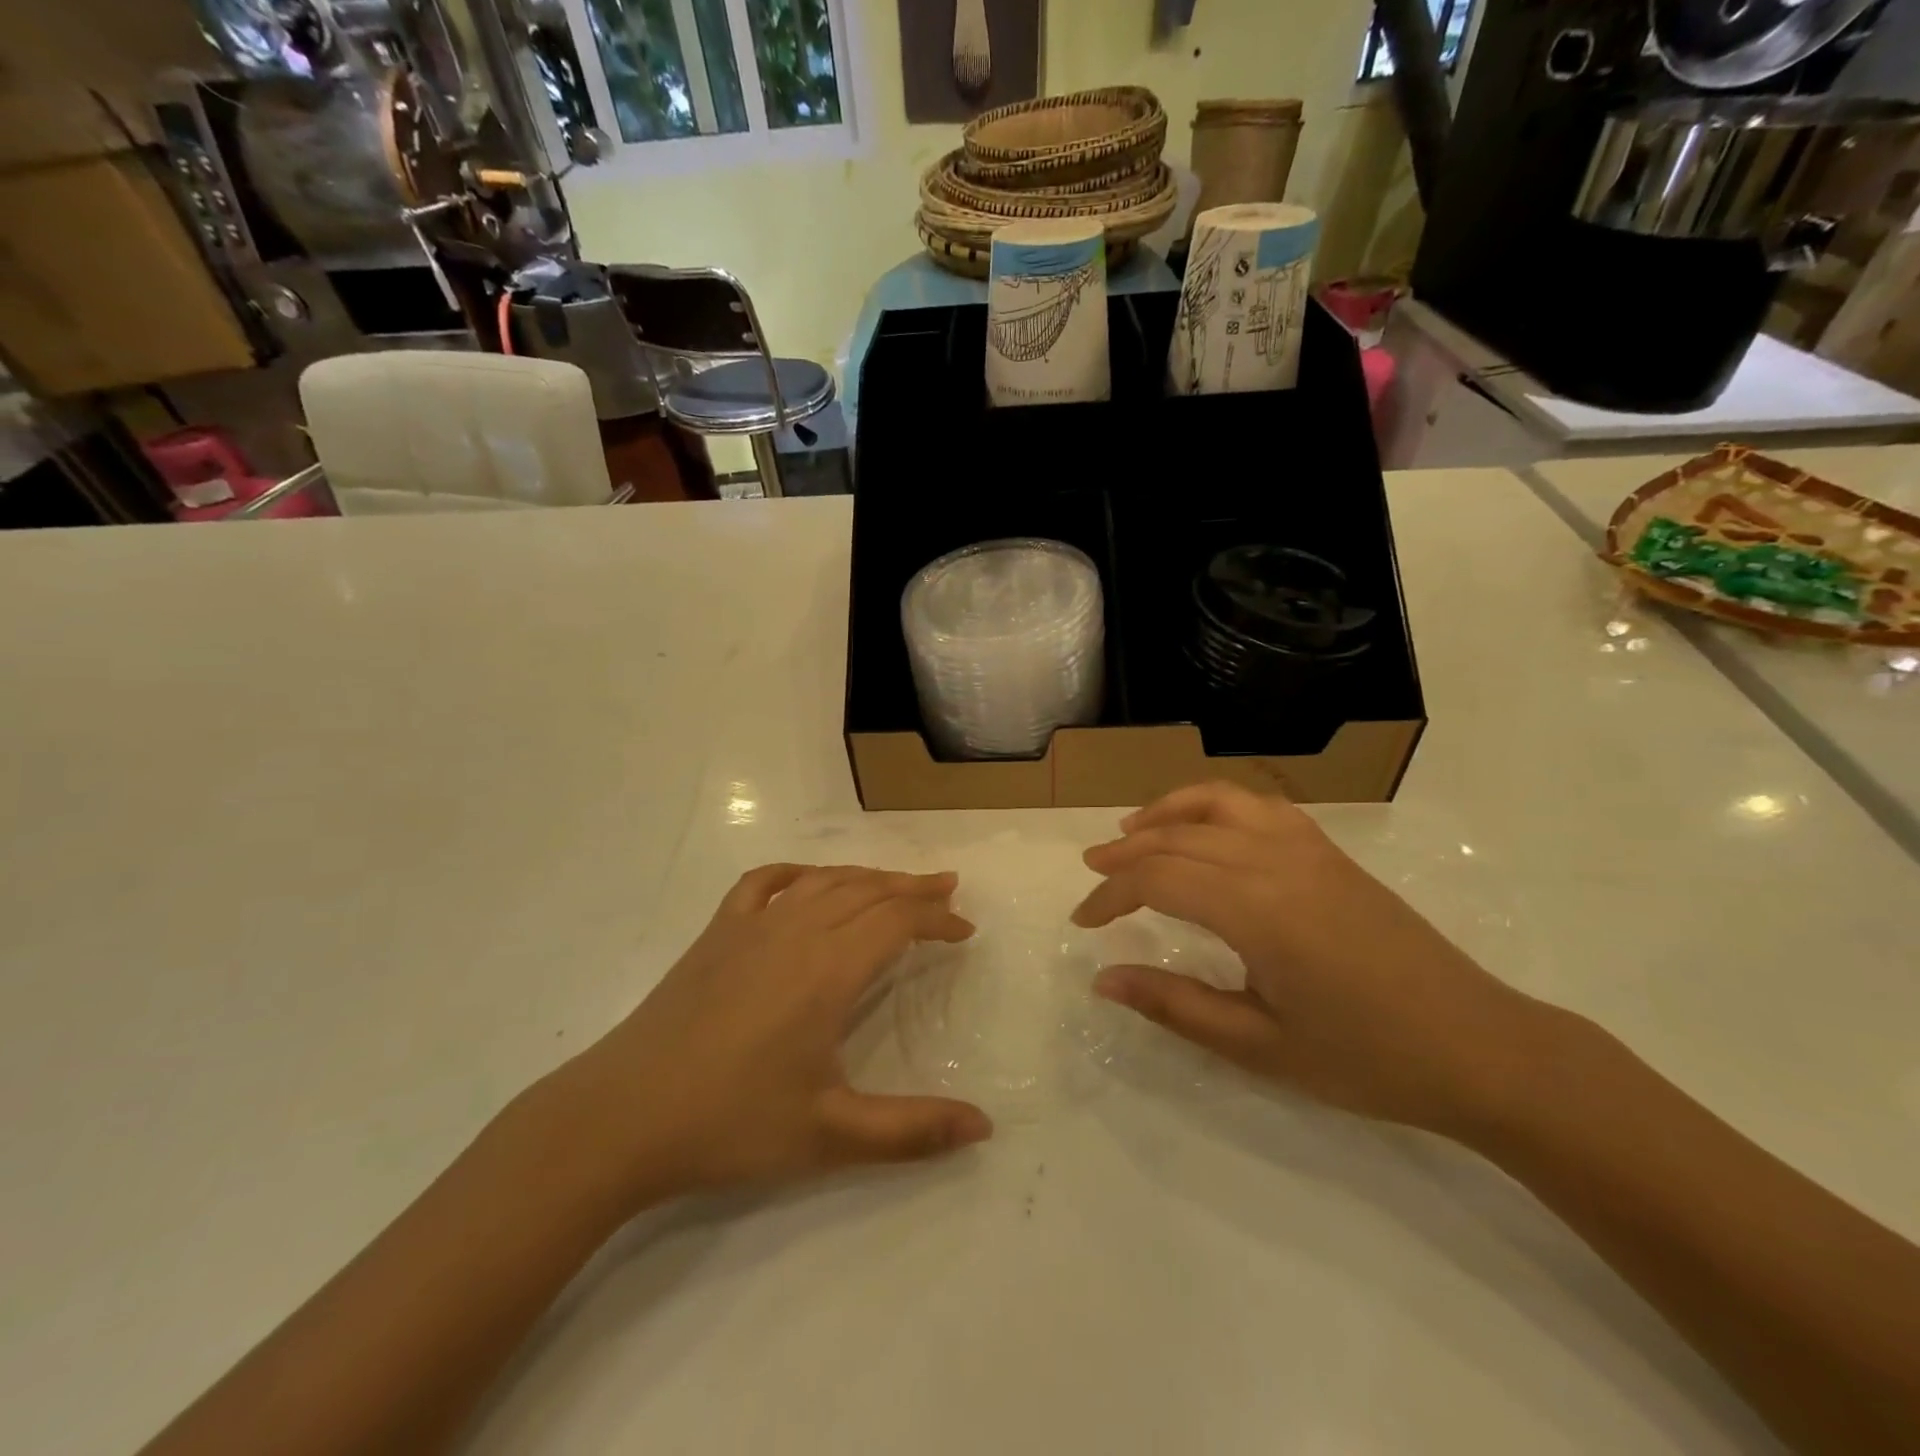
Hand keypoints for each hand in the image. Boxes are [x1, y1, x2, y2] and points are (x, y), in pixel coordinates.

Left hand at [557, 865, 993, 1206]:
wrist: (622, 1116)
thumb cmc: (731, 1124)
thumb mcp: (830, 1135)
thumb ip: (912, 1130)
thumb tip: (985, 1126)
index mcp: (828, 969)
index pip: (897, 921)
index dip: (937, 918)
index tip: (966, 929)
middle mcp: (796, 931)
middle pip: (867, 890)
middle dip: (913, 887)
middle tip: (948, 888)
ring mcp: (751, 926)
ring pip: (823, 880)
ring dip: (867, 876)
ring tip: (896, 882)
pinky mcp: (716, 934)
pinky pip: (764, 883)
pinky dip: (797, 872)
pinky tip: (808, 880)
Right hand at [1072, 782, 1547, 1134]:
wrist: (1480, 1048)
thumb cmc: (1366, 1059)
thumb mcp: (1260, 1046)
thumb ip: (1175, 1005)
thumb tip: (1103, 979)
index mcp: (1256, 910)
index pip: (1157, 879)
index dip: (1110, 894)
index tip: (1084, 921)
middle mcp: (1276, 861)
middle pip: (1177, 838)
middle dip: (1125, 854)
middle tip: (1091, 874)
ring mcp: (1308, 847)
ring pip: (1218, 802)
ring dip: (1166, 812)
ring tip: (1132, 830)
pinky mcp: (1330, 851)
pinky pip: (1259, 805)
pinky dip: (1216, 804)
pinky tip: (1204, 828)